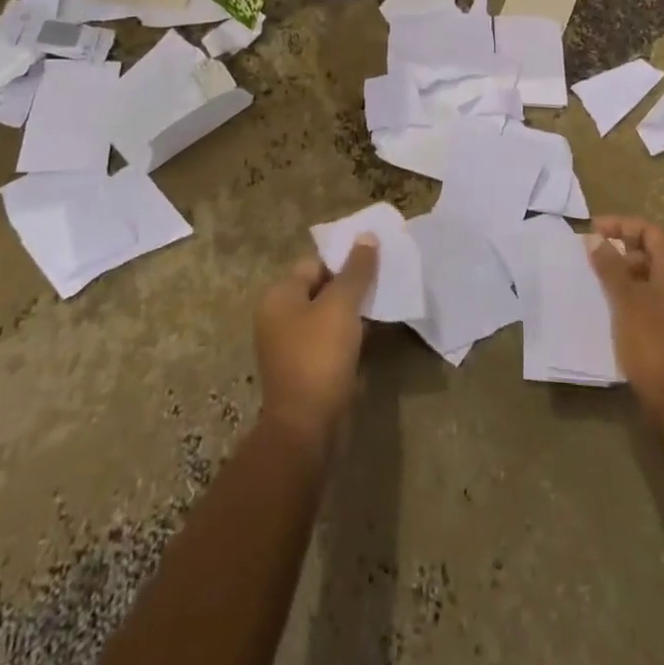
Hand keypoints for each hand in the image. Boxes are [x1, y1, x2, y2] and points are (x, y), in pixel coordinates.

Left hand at [254, 237, 379, 457]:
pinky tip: (374, 332)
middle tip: (384, 277)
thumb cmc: (319, 356)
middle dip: (351, 283)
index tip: (375, 257)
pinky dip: (350, 333)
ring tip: (384, 301)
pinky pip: (330, 339)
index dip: (344, 258)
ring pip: (328, 315)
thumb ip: (356, 270)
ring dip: (353, 309)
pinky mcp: (306, 369)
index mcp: (279, 296)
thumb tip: (366, 236)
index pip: (314, 262)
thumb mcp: (341, 306)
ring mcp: (291, 346)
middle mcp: (279, 317)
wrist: (307, 428)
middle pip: (321, 287)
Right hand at [590, 216, 663, 413]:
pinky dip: (637, 297)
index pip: (649, 231)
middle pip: (653, 254)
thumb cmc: (652, 343)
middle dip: (621, 252)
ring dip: (627, 276)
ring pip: (655, 279)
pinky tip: (617, 312)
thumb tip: (596, 239)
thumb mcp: (625, 300)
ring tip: (600, 287)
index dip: (620, 225)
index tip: (592, 231)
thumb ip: (610, 266)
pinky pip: (658, 301)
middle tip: (593, 262)